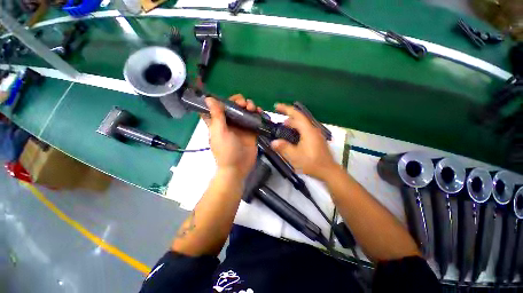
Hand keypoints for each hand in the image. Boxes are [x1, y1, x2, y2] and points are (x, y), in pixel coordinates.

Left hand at [203, 95, 260, 178]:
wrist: (238, 167)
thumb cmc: (226, 151)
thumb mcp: (219, 132)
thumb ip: (216, 116)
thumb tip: (209, 98)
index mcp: (219, 122)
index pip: (219, 106)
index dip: (223, 100)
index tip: (229, 99)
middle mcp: (230, 122)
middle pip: (235, 106)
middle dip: (240, 101)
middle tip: (244, 105)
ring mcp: (242, 126)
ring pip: (246, 111)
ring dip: (250, 106)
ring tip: (253, 108)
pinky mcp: (252, 131)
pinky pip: (255, 119)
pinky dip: (257, 114)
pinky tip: (260, 113)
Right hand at [271, 103, 338, 179]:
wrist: (328, 171)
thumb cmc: (311, 163)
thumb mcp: (295, 156)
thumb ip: (283, 148)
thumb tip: (273, 142)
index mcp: (308, 131)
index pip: (296, 115)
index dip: (286, 109)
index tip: (276, 106)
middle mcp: (313, 129)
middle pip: (299, 118)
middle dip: (288, 115)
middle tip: (277, 116)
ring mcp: (316, 134)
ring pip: (302, 124)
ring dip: (292, 122)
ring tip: (283, 125)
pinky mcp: (316, 139)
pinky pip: (305, 129)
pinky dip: (296, 128)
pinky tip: (292, 134)